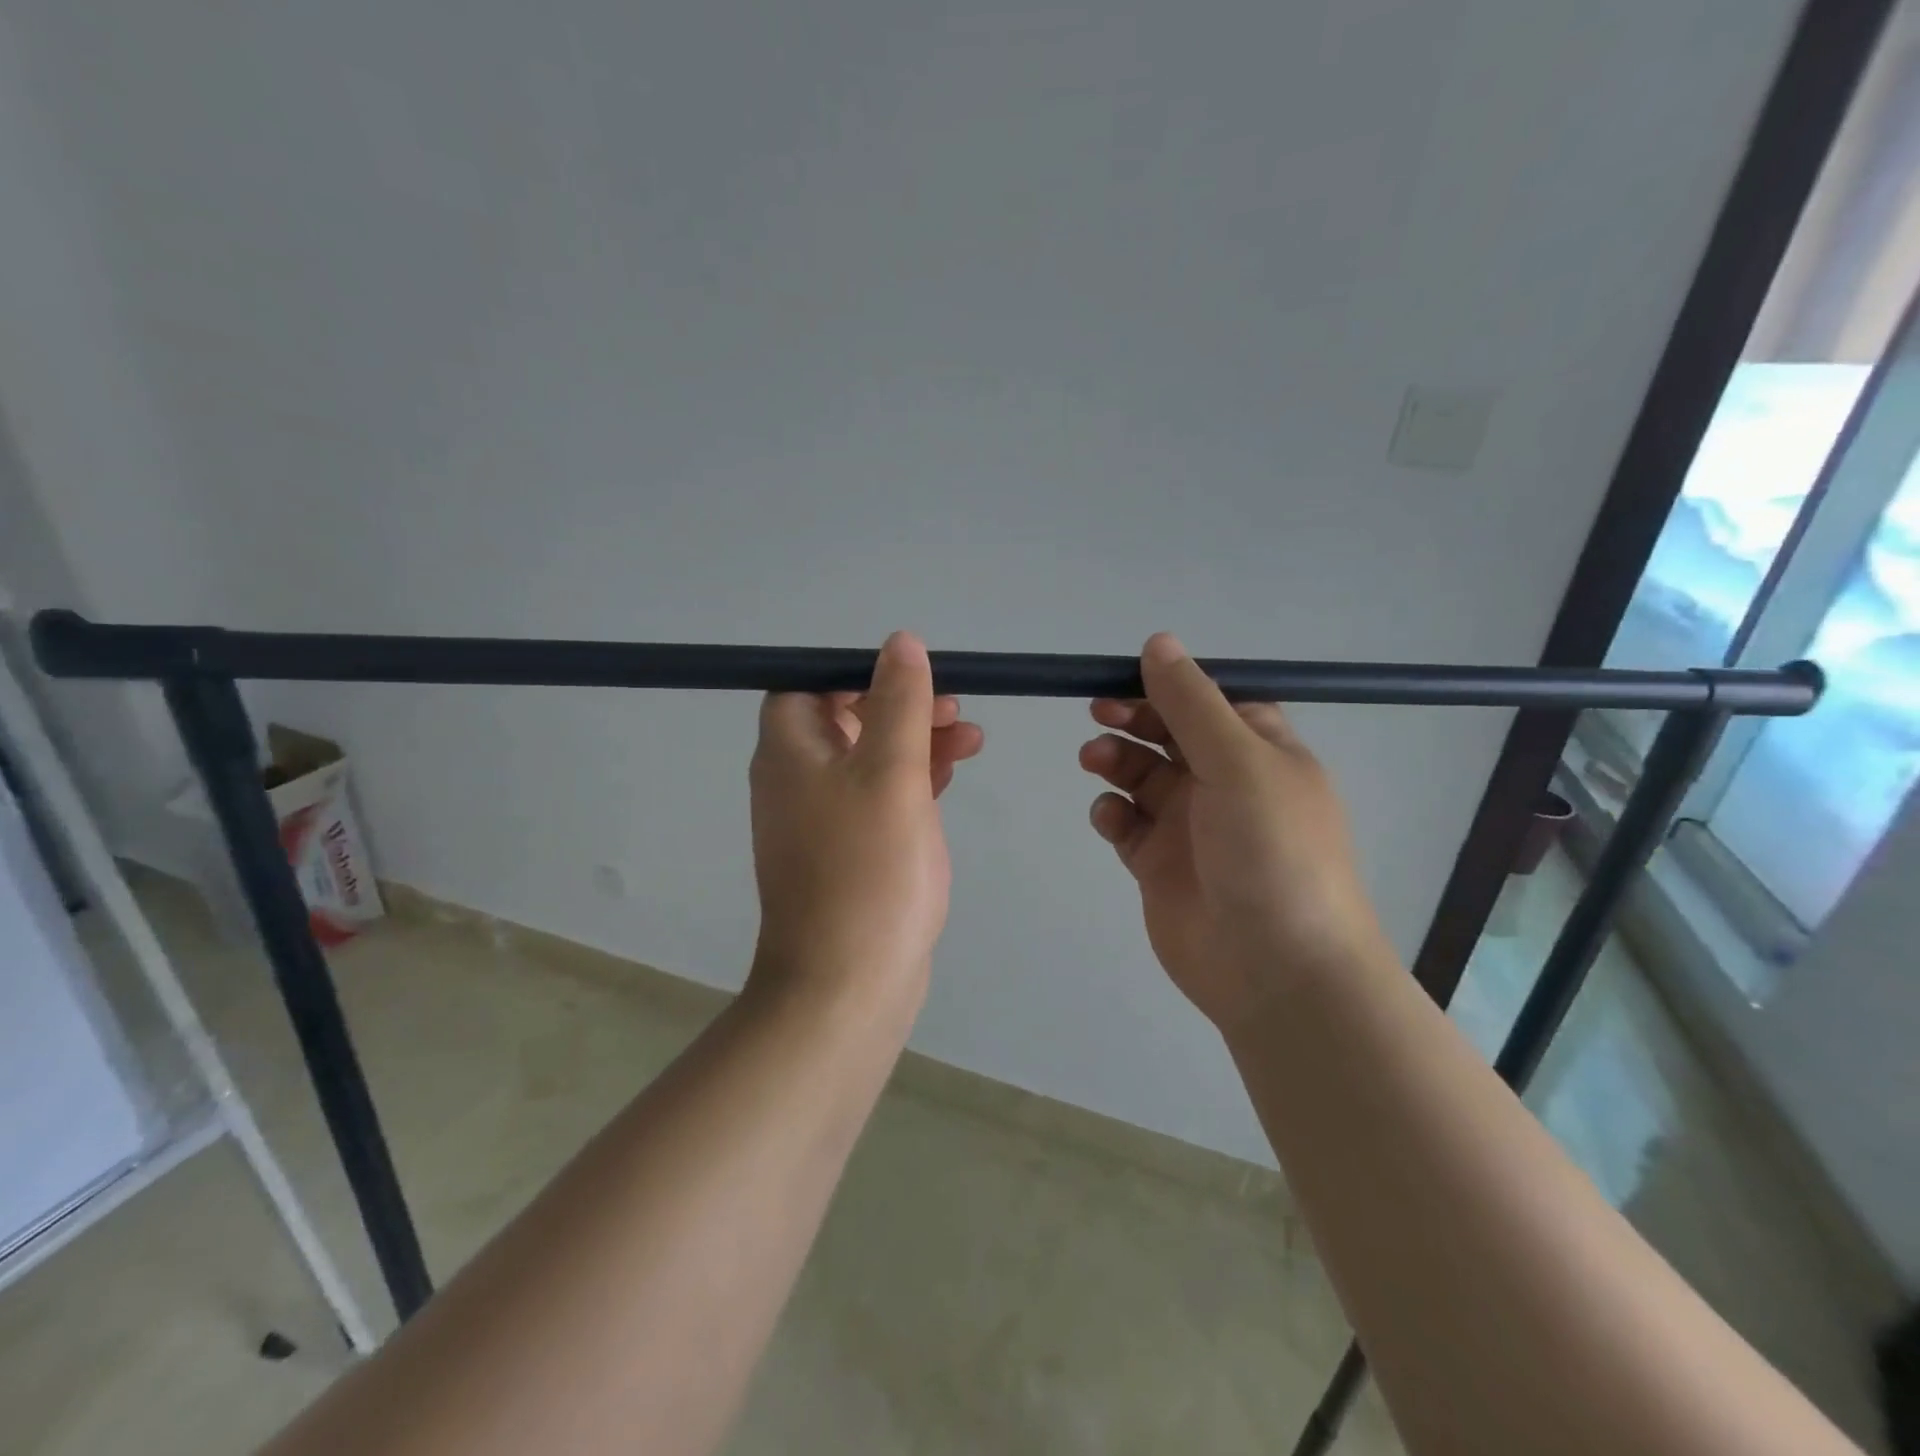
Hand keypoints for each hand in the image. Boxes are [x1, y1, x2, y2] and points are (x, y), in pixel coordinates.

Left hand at [748, 631, 983, 1009]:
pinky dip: (913, 780)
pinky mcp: (852, 853)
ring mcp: (824, 821)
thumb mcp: (890, 773)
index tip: (909, 676)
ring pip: (870, 759)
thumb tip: (900, 642)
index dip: (855, 673)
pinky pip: (880, 798)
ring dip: (916, 741)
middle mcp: (797, 781)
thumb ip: (898, 703)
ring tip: (972, 737)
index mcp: (791, 753)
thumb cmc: (868, 869)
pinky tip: (951, 775)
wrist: (848, 985)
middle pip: (846, 720)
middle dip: (901, 705)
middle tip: (954, 707)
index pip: (808, 685)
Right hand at [1080, 633, 1387, 1031]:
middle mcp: (1226, 783)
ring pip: (1141, 777)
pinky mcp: (1160, 865)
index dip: (1168, 687)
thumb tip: (1159, 641)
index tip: (1126, 679)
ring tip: (1095, 763)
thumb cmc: (1270, 851)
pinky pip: (1127, 824)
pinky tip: (1110, 819)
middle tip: (1100, 715)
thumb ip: (1191, 703)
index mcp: (1259, 752)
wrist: (1277, 970)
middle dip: (1133, 720)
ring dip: (1116, 762)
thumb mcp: (1238, 762)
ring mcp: (1191, 826)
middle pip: (1168, 735)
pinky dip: (1112, 814)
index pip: (1209, 702)